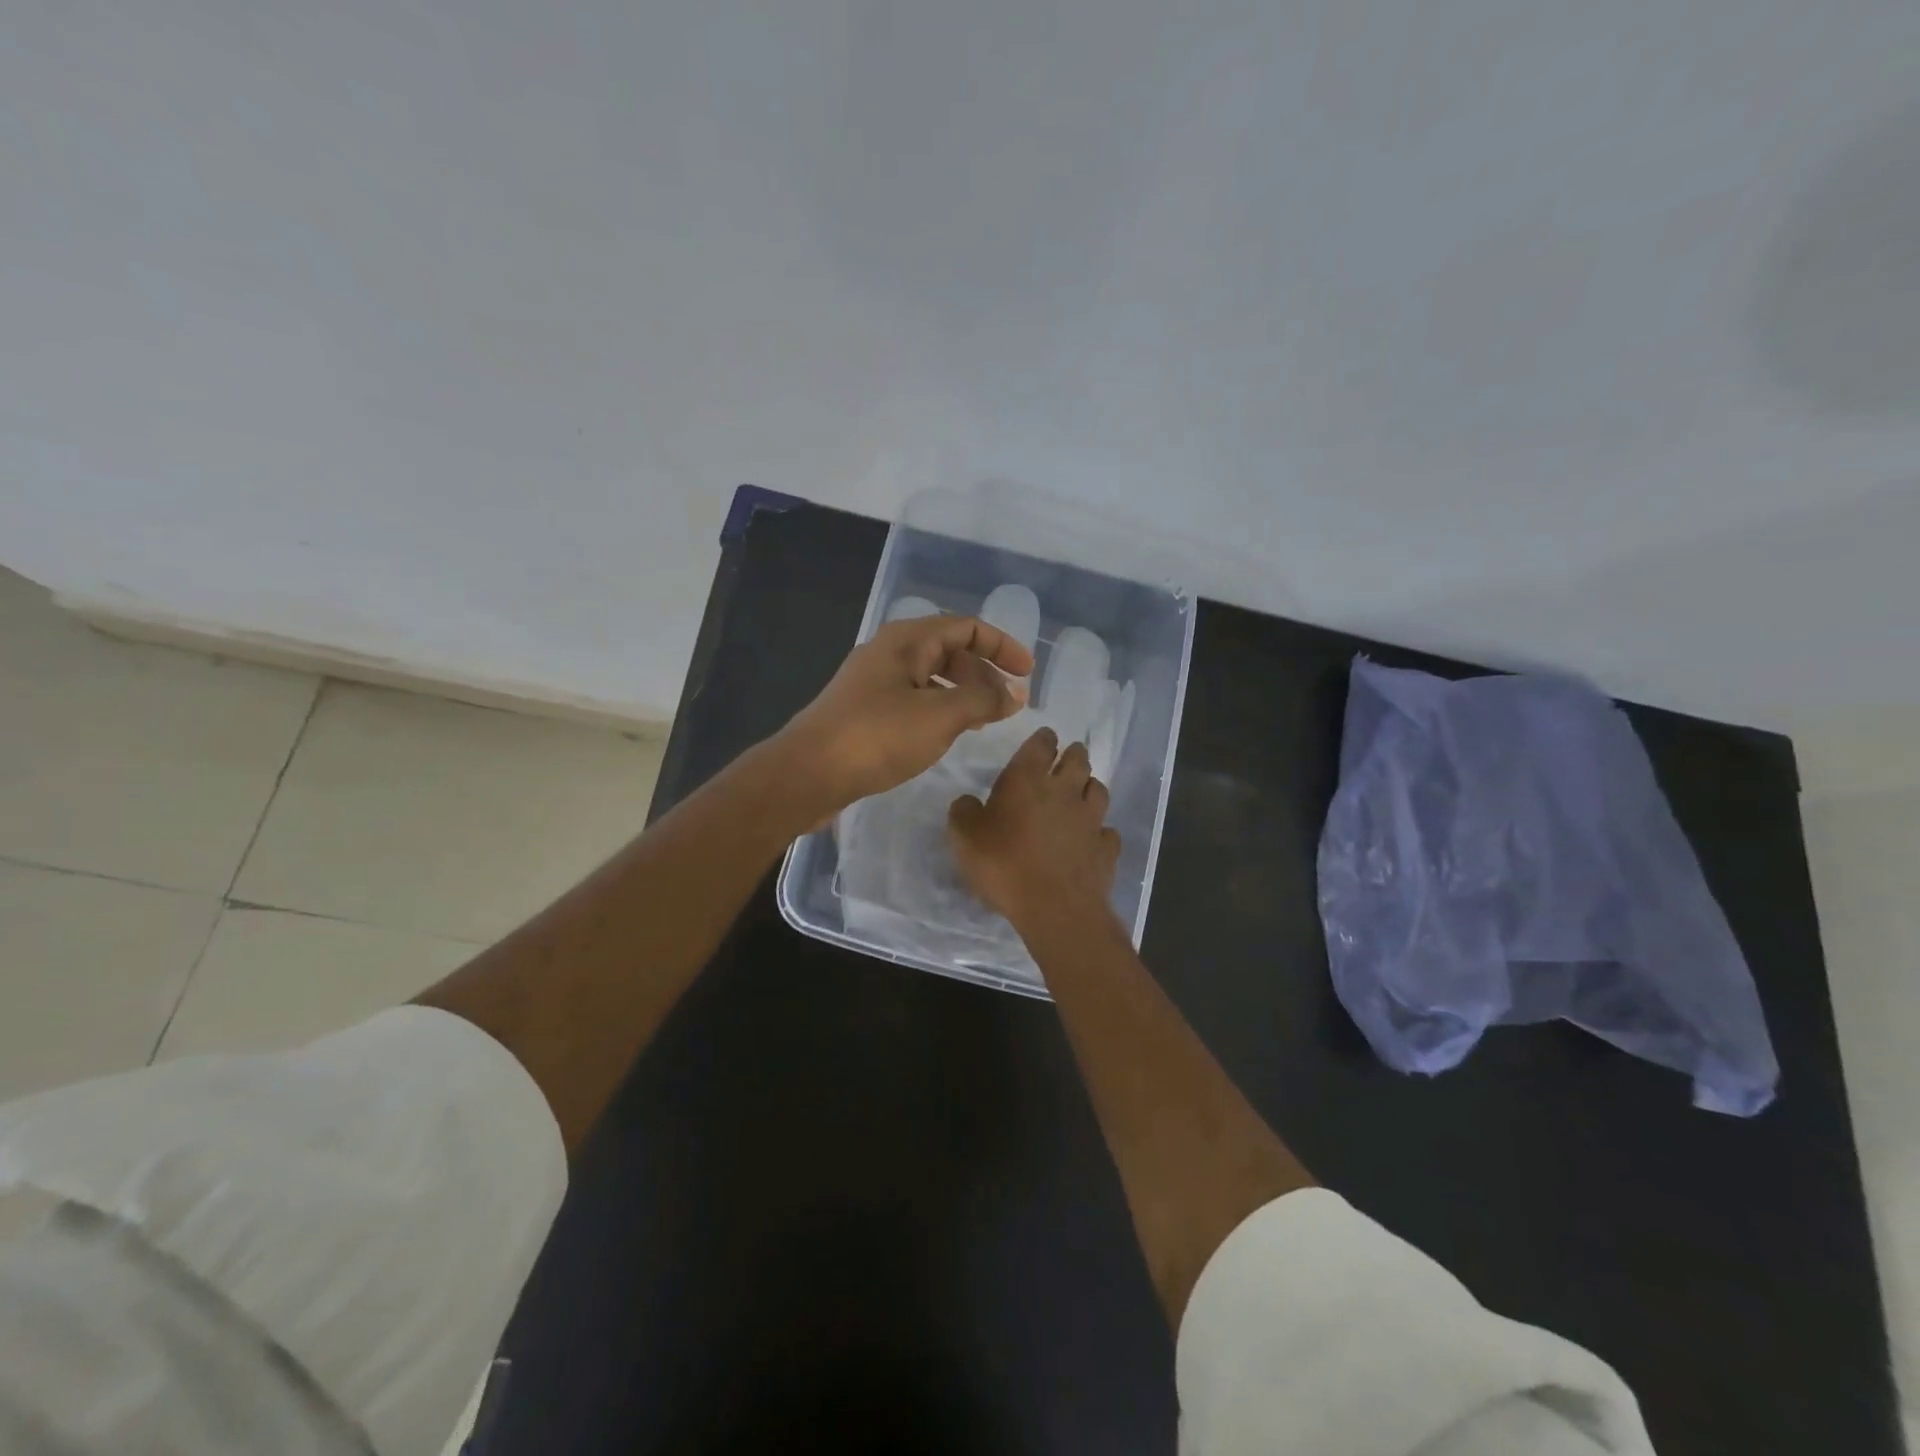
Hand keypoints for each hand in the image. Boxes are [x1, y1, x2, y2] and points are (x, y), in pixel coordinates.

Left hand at [778, 614, 1033, 812]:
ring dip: (963, 693)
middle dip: (984, 673)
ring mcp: (874, 682)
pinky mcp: (865, 711)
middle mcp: (890, 652)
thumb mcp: (940, 716)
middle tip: (1008, 704)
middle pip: (949, 650)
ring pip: (931, 678)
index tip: (1028, 674)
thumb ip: (982, 700)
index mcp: (907, 640)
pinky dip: (940, 710)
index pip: (966, 627)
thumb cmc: (876, 736)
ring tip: (985, 721)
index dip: (1002, 646)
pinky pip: (914, 700)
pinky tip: (947, 734)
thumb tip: (1014, 693)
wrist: (807, 773)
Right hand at [947, 727, 1122, 929]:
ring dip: (1090, 786)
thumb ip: (963, 812)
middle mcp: (1064, 791)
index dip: (1043, 739)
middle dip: (1073, 754)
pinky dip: (1101, 830)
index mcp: (1028, 780)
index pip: (1040, 745)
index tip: (1045, 737)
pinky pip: (1107, 831)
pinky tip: (1094, 837)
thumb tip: (967, 801)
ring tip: (1083, 790)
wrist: (1055, 908)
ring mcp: (1091, 819)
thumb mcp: (965, 838)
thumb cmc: (1004, 865)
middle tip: (1068, 755)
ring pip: (1098, 789)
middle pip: (1077, 760)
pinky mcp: (1106, 848)